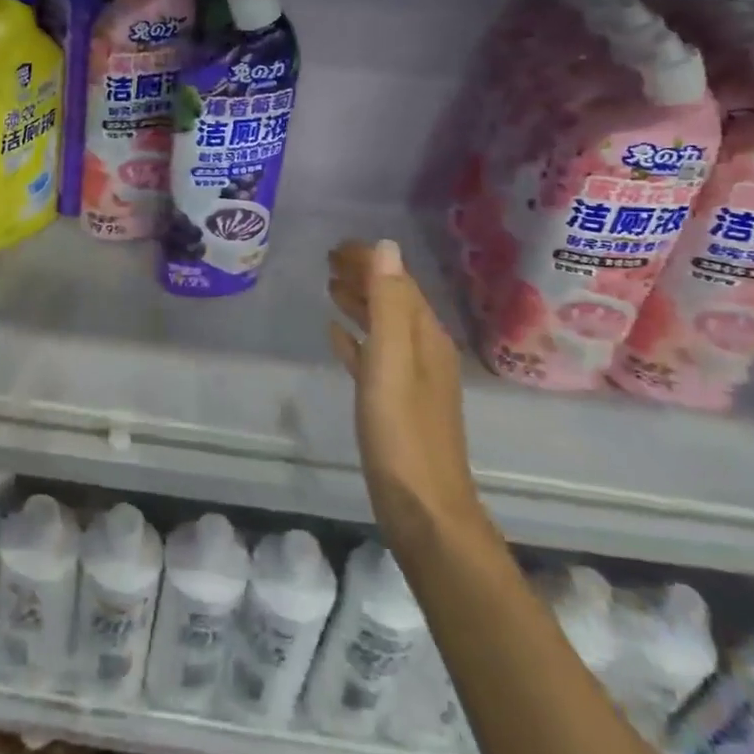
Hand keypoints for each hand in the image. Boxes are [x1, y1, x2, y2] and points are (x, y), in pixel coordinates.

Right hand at [327, 238, 482, 530]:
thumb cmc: (402, 432)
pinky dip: (356, 337)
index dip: (370, 260)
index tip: (337, 245)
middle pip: (392, 300)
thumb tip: (386, 247)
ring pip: (383, 325)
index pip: (398, 282)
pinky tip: (335, 334)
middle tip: (327, 260)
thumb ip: (389, 304)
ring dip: (359, 302)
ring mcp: (411, 378)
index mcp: (426, 337)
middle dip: (364, 276)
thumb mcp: (392, 361)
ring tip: (329, 286)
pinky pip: (373, 355)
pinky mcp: (394, 402)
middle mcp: (423, 350)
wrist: (423, 507)